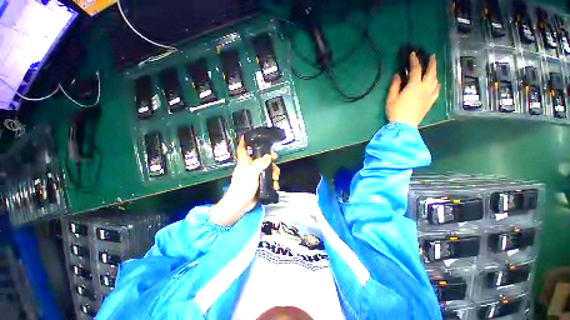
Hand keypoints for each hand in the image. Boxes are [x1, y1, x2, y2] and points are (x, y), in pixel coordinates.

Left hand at [210, 138, 279, 226]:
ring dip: (274, 173)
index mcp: (245, 162)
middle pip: (262, 158)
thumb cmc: (242, 187)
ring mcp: (256, 175)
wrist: (241, 205)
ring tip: (276, 179)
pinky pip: (270, 179)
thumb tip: (269, 156)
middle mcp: (251, 167)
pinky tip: (275, 185)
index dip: (244, 141)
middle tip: (276, 161)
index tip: (247, 135)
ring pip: (268, 169)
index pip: (243, 149)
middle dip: (270, 160)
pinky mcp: (261, 183)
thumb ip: (260, 163)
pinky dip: (274, 181)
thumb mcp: (251, 173)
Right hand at [386, 52, 439, 126]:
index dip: (414, 60)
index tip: (412, 54)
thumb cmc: (395, 111)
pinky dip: (436, 84)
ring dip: (434, 72)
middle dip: (431, 62)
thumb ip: (394, 85)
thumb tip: (397, 74)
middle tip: (431, 56)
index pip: (416, 69)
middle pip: (431, 72)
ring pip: (436, 80)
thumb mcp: (391, 98)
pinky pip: (437, 90)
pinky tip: (435, 83)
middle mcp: (425, 88)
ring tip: (432, 69)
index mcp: (414, 85)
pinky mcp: (431, 102)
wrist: (404, 125)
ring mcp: (429, 95)